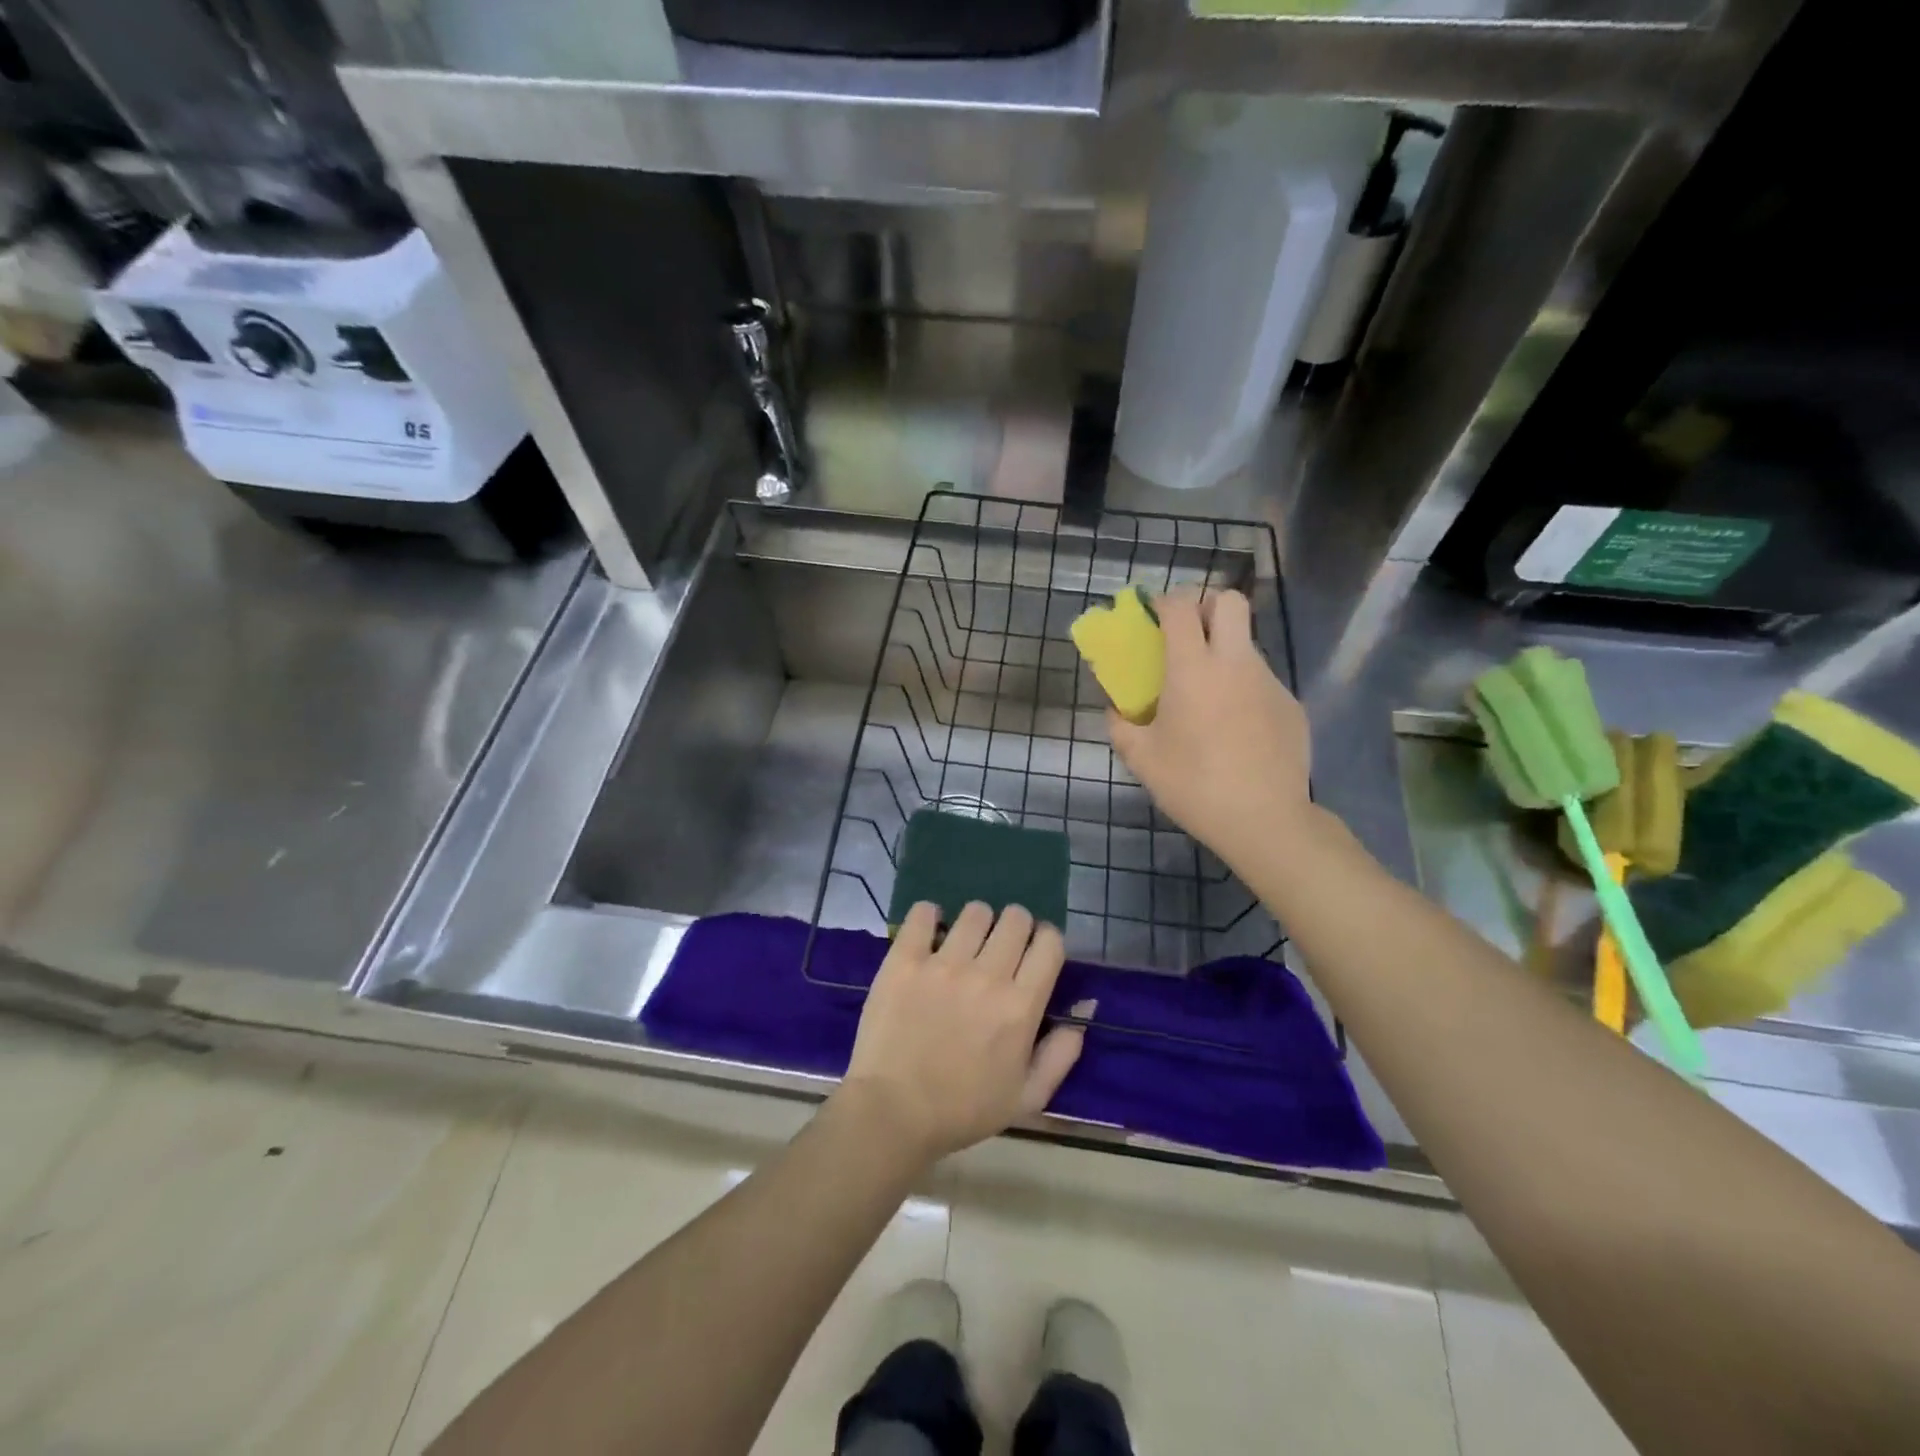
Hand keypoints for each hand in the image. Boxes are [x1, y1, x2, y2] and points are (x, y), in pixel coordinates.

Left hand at [839, 901, 1085, 1165]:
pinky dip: (929, 918)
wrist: (893, 1113)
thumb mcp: (1028, 1097)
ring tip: (963, 944)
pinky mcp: (904, 960)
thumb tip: (1085, 1006)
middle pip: (1015, 918)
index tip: (1034, 953)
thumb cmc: (964, 1110)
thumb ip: (1062, 1052)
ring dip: (976, 924)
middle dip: (1015, 928)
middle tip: (999, 949)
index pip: (1049, 942)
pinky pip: (923, 913)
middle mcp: (987, 975)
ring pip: (975, 912)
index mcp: (1021, 1006)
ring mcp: (943, 964)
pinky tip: (929, 936)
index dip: (1045, 941)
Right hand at [1107, 589, 1313, 875]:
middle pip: (1229, 601)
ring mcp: (1269, 682)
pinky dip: (1244, 691)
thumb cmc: (1193, 785)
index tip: (1154, 615)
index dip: (1165, 601)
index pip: (1181, 606)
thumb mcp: (1142, 760)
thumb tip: (1116, 712)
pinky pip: (1262, 682)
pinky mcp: (1291, 705)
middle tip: (1190, 636)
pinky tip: (1237, 731)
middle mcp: (1235, 663)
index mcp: (1193, 670)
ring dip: (1225, 653)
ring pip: (1247, 644)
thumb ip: (1121, 727)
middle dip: (1206, 605)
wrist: (1264, 820)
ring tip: (1209, 699)